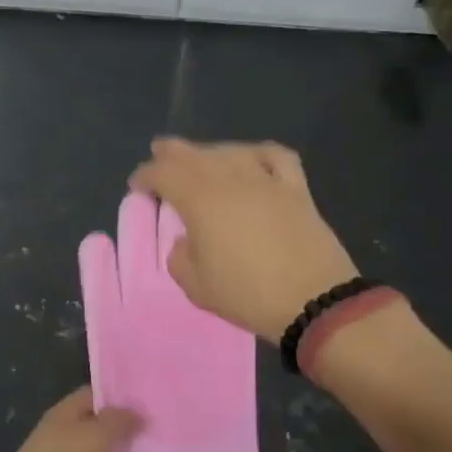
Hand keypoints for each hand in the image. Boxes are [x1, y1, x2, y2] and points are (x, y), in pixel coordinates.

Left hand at [0, 386, 140, 451]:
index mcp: (65, 416)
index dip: (122, 396)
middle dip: (132, 432)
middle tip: (170, 432)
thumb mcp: (93, 437)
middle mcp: (69, 441)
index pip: (96, 396)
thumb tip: (138, 412)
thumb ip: (118, 422)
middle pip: (104, 431)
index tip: (154, 400)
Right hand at [128, 137, 361, 342]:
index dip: (146, 175)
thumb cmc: (248, 295)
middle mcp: (230, 179)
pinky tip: (251, 157)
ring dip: (209, 151)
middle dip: (172, 152)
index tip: (137, 185)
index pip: (164, 174)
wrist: (314, 300)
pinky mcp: (296, 188)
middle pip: (195, 154)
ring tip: (201, 157)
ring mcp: (266, 180)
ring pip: (230, 151)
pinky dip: (258, 152)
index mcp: (200, 201)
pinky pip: (275, 156)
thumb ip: (181, 257)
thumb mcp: (197, 286)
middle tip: (160, 152)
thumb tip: (187, 241)